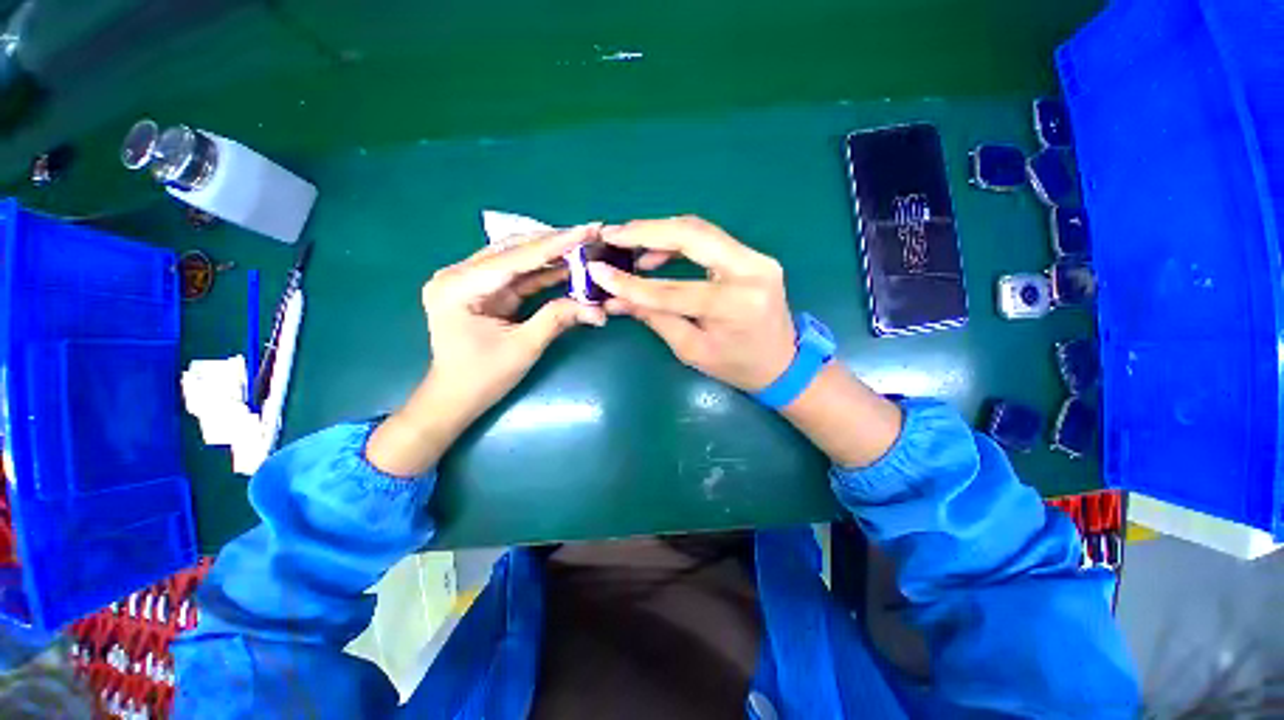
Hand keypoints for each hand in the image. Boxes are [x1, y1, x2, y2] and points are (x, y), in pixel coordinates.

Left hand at [367, 225, 605, 476]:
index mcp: (459, 286)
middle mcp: (458, 274)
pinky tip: (567, 264)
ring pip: (516, 258)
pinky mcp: (482, 290)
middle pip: (514, 250)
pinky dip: (542, 271)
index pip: (516, 257)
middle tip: (590, 233)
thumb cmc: (482, 377)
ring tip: (583, 244)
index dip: (556, 244)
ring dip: (550, 254)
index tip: (588, 229)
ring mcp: (468, 281)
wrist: (454, 398)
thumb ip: (558, 319)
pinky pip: (516, 274)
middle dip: (555, 243)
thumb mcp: (524, 347)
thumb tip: (597, 308)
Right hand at [587, 216, 796, 391]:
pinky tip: (656, 254)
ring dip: (660, 232)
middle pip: (692, 236)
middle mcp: (751, 271)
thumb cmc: (737, 366)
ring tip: (627, 243)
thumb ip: (655, 318)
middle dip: (645, 232)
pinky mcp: (753, 256)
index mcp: (735, 305)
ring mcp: (757, 258)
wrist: (783, 363)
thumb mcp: (692, 349)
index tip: (598, 271)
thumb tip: (614, 300)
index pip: (672, 290)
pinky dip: (678, 241)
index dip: (631, 283)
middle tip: (612, 234)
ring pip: (700, 230)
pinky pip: (709, 239)